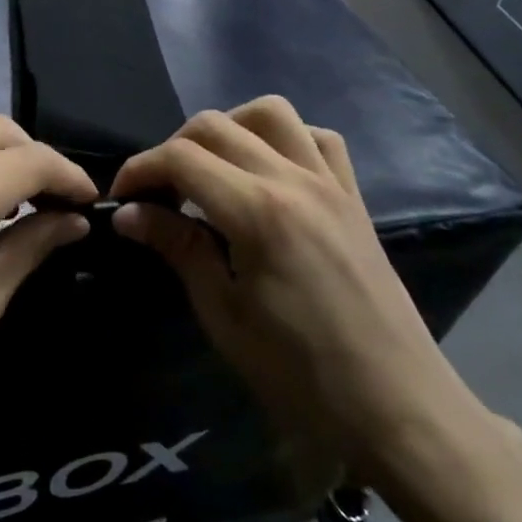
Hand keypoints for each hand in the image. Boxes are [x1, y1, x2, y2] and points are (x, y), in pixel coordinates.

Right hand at [110, 97, 491, 485]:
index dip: (140, 169)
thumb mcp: (224, 316)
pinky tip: (268, 173)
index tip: (122, 197)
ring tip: (211, 171)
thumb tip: (128, 213)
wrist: (398, 408)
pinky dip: (284, 140)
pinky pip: (319, 139)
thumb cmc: (300, 374)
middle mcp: (295, 180)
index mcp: (258, 212)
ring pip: (271, 113)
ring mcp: (331, 184)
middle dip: (173, 148)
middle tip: (159, 192)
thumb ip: (177, 248)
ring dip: (229, 129)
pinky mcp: (354, 198)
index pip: (181, 158)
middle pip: (216, 125)